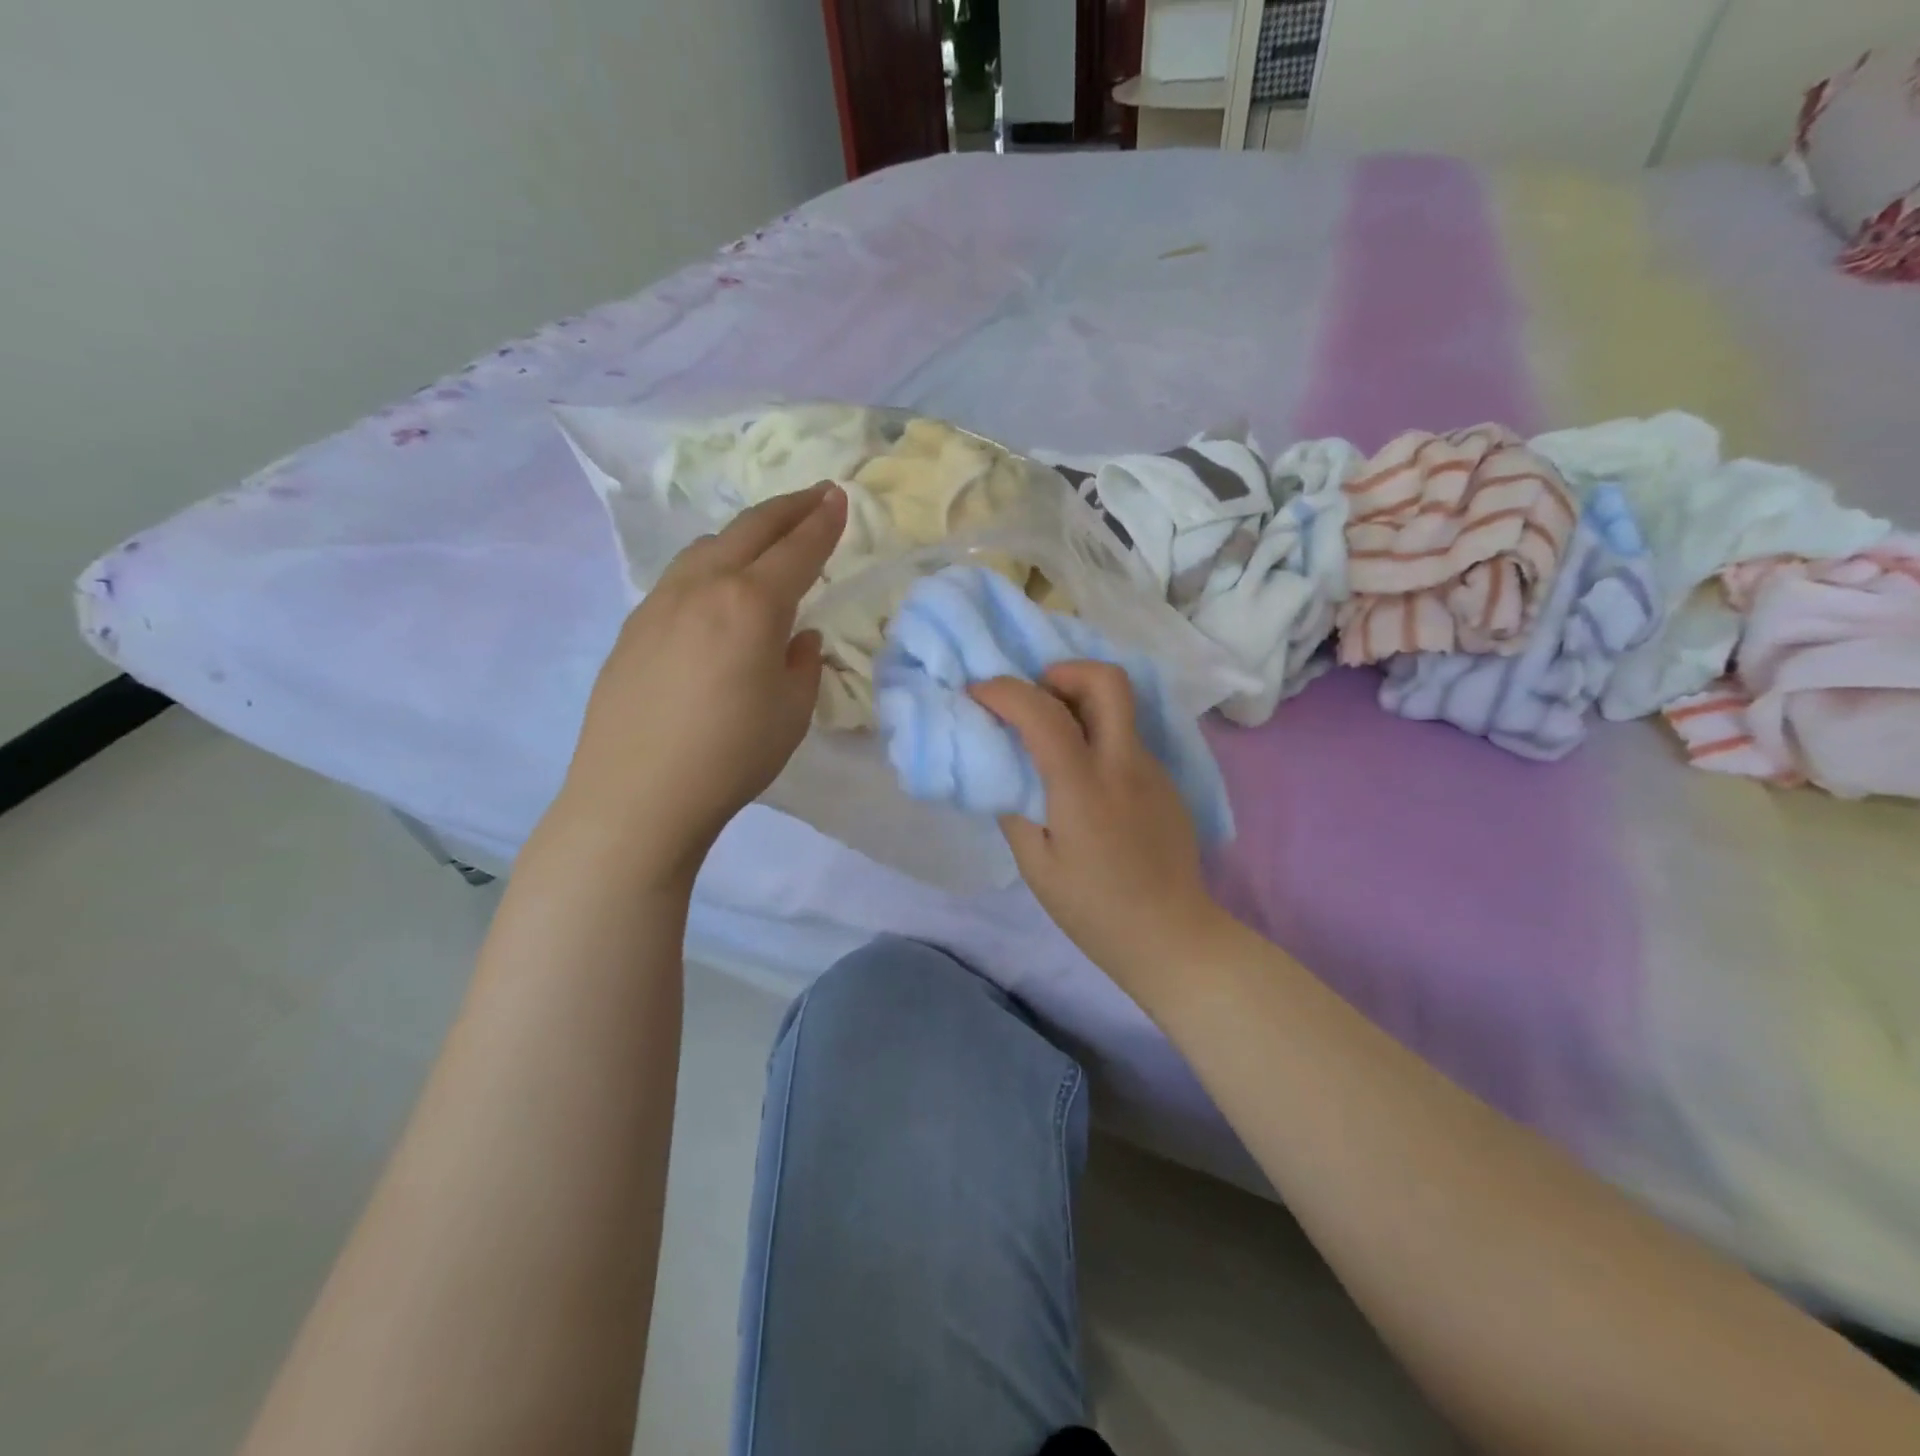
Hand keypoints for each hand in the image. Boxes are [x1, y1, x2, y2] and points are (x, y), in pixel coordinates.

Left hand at [556, 482, 846, 890]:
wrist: (637, 793)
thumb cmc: (731, 755)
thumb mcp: (791, 713)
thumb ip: (802, 664)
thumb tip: (796, 637)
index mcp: (753, 604)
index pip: (798, 550)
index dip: (823, 522)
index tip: (838, 498)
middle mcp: (705, 587)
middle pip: (750, 529)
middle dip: (788, 508)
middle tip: (814, 495)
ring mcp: (661, 602)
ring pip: (708, 546)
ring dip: (744, 532)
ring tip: (765, 538)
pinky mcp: (634, 625)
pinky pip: (680, 576)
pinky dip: (710, 563)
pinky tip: (715, 587)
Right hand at [971, 663, 1228, 994]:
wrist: (1170, 936)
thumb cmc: (1093, 909)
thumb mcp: (1036, 865)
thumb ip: (1015, 807)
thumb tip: (1006, 769)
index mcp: (1084, 787)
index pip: (1044, 713)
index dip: (1004, 691)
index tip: (978, 694)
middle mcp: (1124, 764)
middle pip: (1107, 680)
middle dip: (1064, 671)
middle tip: (1035, 698)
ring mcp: (1152, 770)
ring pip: (1121, 707)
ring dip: (1081, 702)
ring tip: (1053, 736)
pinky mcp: (1166, 782)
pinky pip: (1127, 739)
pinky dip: (1098, 735)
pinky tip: (1084, 777)